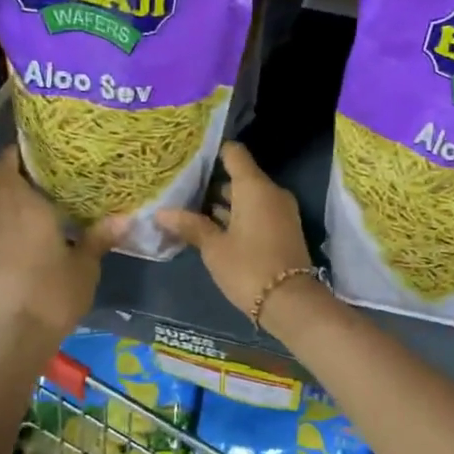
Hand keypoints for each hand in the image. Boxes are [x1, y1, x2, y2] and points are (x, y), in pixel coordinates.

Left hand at [0, 147, 117, 348]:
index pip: (10, 163)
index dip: (20, 148)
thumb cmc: (52, 292)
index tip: (42, 140)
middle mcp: (2, 212)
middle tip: (41, 160)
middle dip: (11, 165)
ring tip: (39, 182)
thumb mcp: (86, 264)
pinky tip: (33, 214)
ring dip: (6, 185)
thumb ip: (100, 236)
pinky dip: (7, 206)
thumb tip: (127, 216)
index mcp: (23, 205)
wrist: (17, 334)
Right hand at [157, 143, 314, 333]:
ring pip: (248, 196)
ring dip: (224, 201)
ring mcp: (280, 211)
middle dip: (213, 180)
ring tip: (190, 205)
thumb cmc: (248, 267)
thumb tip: (162, 213)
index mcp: (254, 187)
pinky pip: (257, 211)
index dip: (213, 151)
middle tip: (182, 184)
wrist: (290, 302)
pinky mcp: (283, 229)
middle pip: (240, 175)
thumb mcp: (214, 248)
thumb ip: (190, 226)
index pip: (234, 153)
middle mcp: (271, 192)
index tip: (190, 154)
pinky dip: (237, 214)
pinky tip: (212, 225)